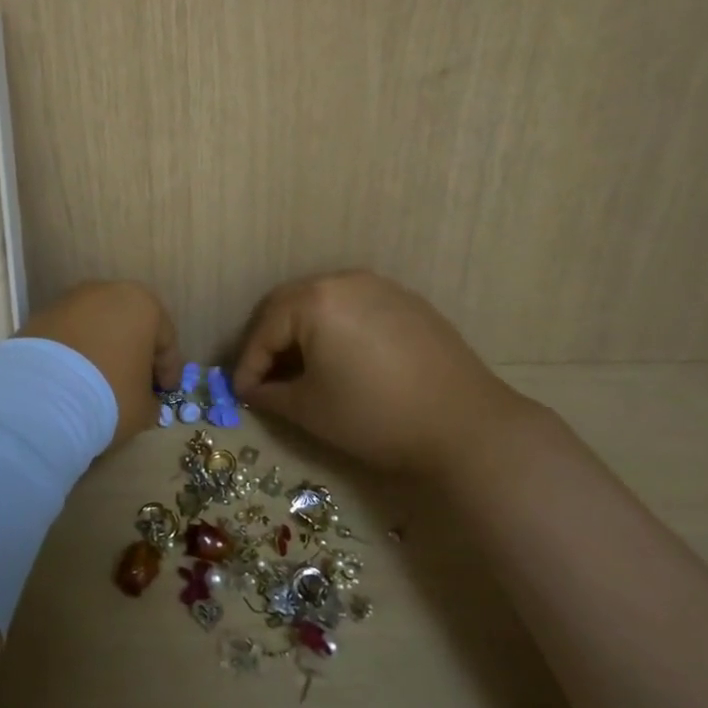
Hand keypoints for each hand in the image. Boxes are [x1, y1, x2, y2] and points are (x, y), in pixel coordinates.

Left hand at [21, 280, 181, 447]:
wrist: (40, 395)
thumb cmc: (109, 394)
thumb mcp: (143, 407)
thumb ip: (150, 399)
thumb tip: (144, 400)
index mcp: (144, 305)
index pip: (165, 340)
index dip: (169, 370)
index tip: (166, 392)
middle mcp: (108, 291)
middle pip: (130, 326)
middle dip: (135, 354)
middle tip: (136, 384)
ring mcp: (71, 300)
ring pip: (98, 327)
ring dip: (103, 350)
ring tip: (100, 382)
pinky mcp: (41, 314)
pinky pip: (70, 335)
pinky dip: (76, 353)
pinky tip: (73, 378)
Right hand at [231, 270, 542, 473]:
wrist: (466, 426)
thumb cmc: (375, 416)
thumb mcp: (310, 409)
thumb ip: (270, 394)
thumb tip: (253, 390)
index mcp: (315, 299)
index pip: (266, 328)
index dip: (249, 363)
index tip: (241, 393)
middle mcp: (345, 281)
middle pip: (291, 305)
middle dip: (272, 341)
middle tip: (264, 376)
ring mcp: (382, 287)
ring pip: (325, 303)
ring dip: (305, 332)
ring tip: (301, 369)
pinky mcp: (409, 302)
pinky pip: (357, 308)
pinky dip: (338, 329)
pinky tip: (343, 359)